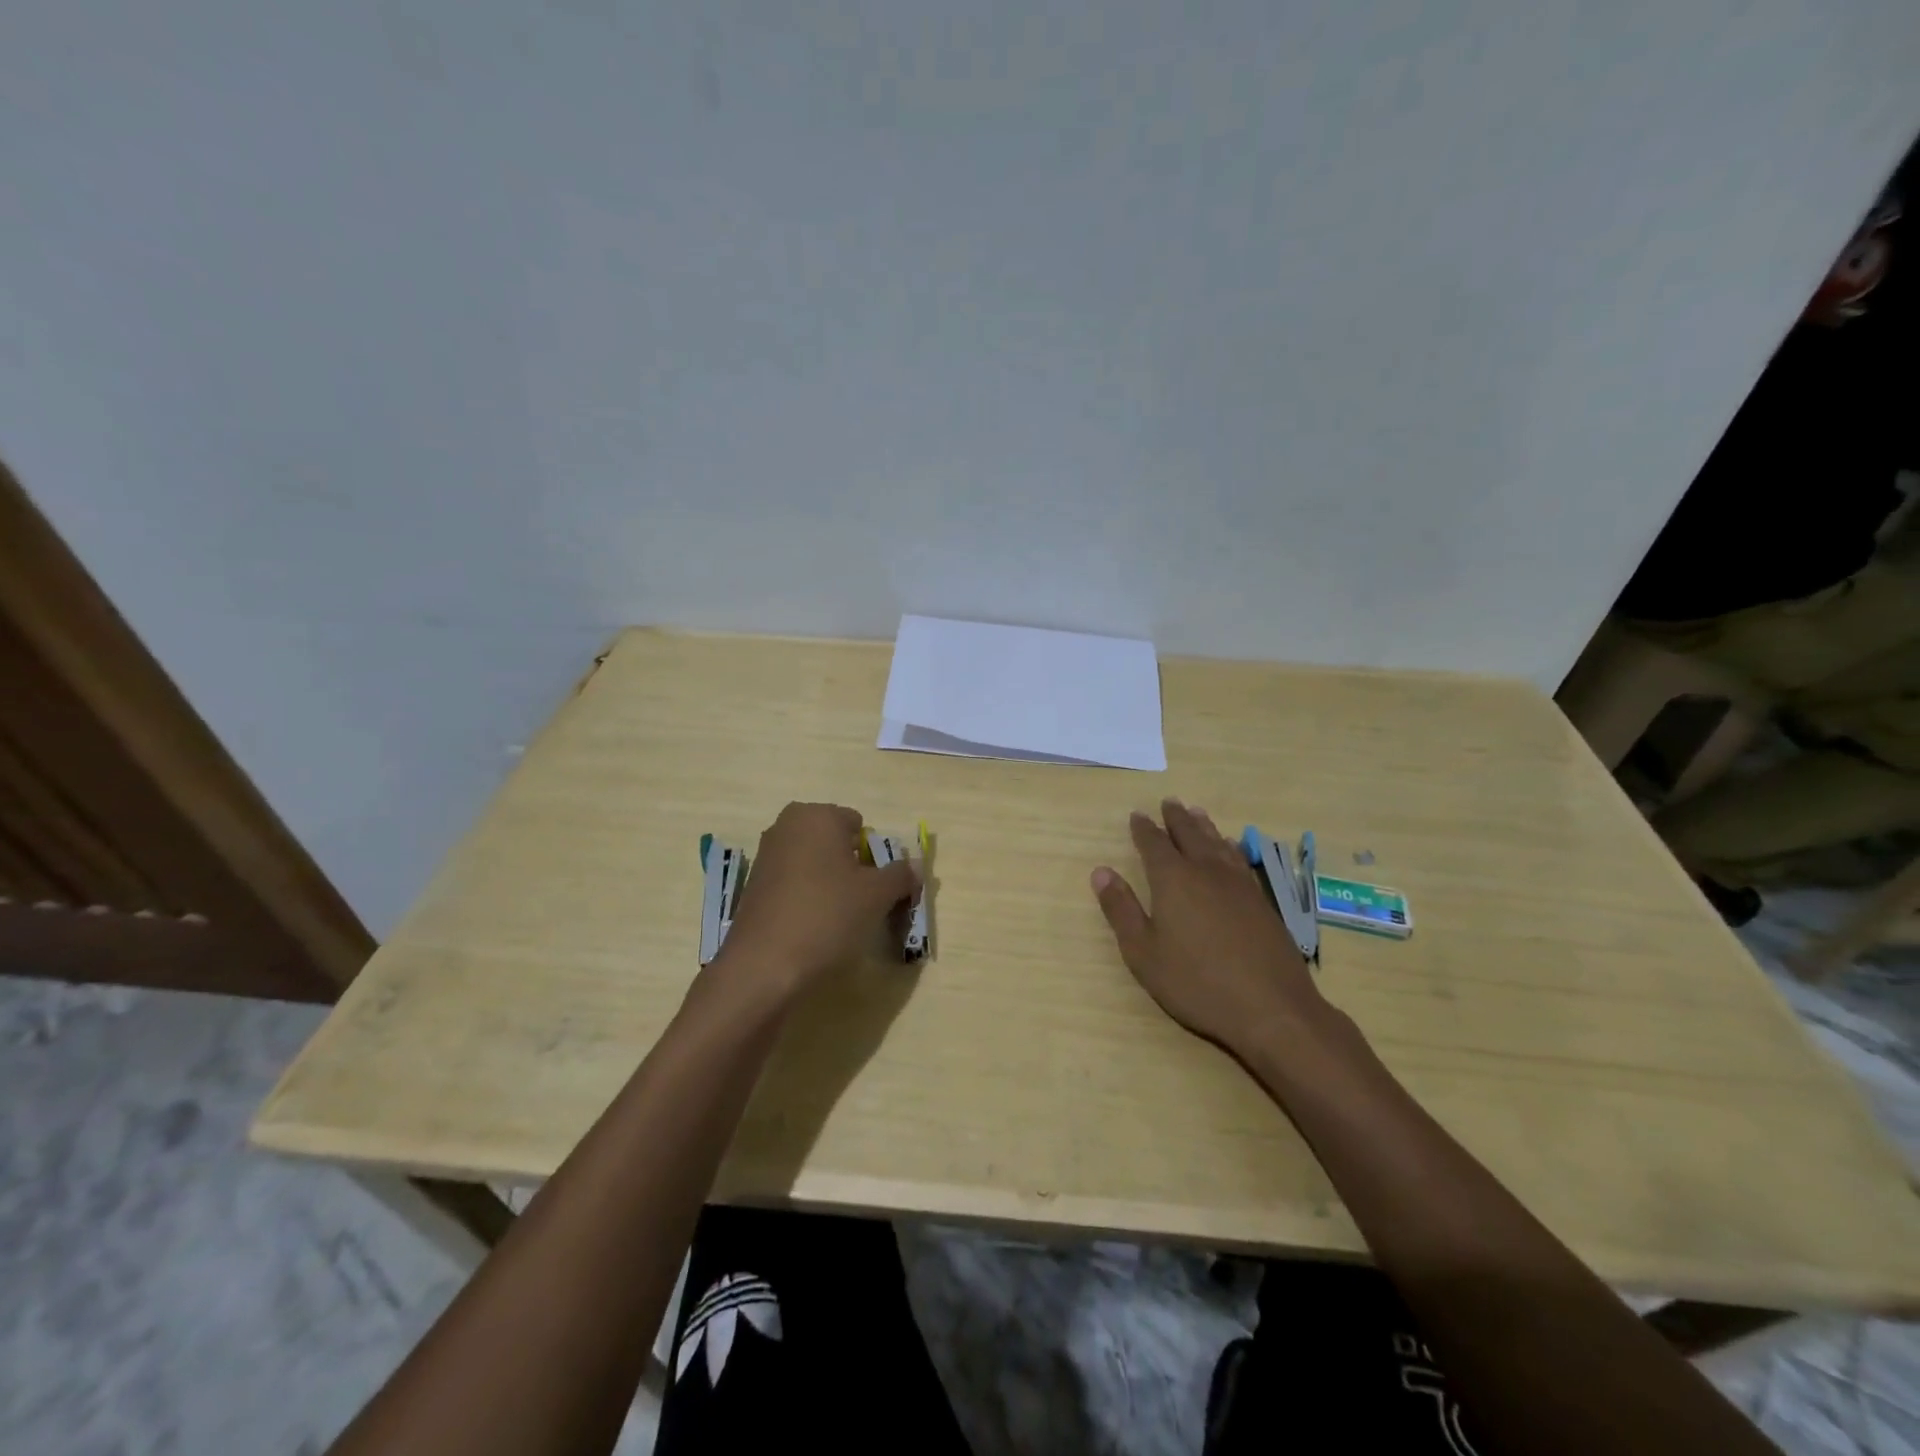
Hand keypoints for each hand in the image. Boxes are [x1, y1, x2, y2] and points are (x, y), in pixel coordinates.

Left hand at [710, 802, 918, 1002]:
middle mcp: (786, 827)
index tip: (880, 887)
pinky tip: (813, 929)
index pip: (858, 825)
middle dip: (852, 868)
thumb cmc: (827, 916)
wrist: (764, 966)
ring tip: (840, 920)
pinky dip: (807, 900)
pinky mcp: (753, 887)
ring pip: (814, 865)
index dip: (875, 856)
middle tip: (863, 902)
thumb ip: (900, 875)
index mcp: (816, 816)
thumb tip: (915, 866)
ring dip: (830, 885)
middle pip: (835, 843)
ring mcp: (765, 857)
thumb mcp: (877, 895)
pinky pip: (793, 885)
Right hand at [1092, 800, 1326, 1059]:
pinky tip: (1230, 848)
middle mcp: (1206, 872)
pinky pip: (1239, 859)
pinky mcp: (1261, 901)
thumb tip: (1101, 872)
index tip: (1137, 815)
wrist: (1270, 1008)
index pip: (1154, 844)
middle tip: (1169, 802)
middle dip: (1176, 818)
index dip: (1144, 829)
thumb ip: (1121, 909)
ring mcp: (1239, 884)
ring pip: (1218, 843)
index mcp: (1173, 880)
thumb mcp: (1144, 952)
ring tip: (1197, 812)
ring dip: (1204, 826)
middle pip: (1189, 835)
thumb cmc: (1196, 982)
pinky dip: (1229, 846)